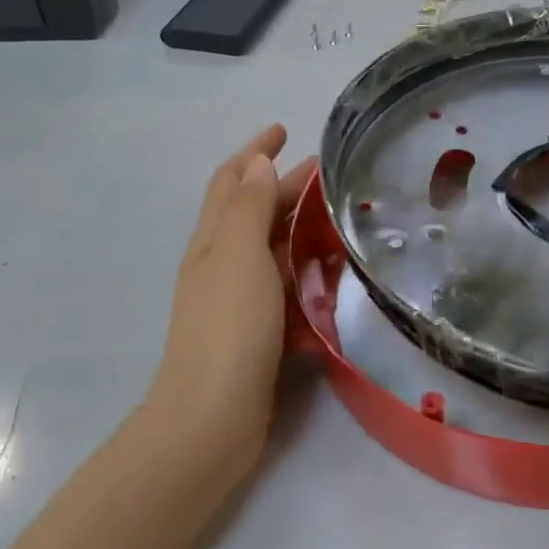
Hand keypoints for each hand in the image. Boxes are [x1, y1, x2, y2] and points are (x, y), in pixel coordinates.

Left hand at [145, 126, 316, 480]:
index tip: (284, 130)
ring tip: (336, 217)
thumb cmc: (228, 327)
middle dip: (284, 185)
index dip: (254, 151)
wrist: (212, 418)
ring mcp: (236, 297)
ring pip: (269, 246)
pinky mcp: (256, 328)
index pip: (231, 180)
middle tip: (328, 175)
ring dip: (297, 224)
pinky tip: (328, 272)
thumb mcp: (239, 255)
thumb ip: (248, 206)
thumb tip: (256, 163)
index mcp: (213, 239)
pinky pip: (282, 283)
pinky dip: (302, 267)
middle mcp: (220, 262)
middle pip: (252, 209)